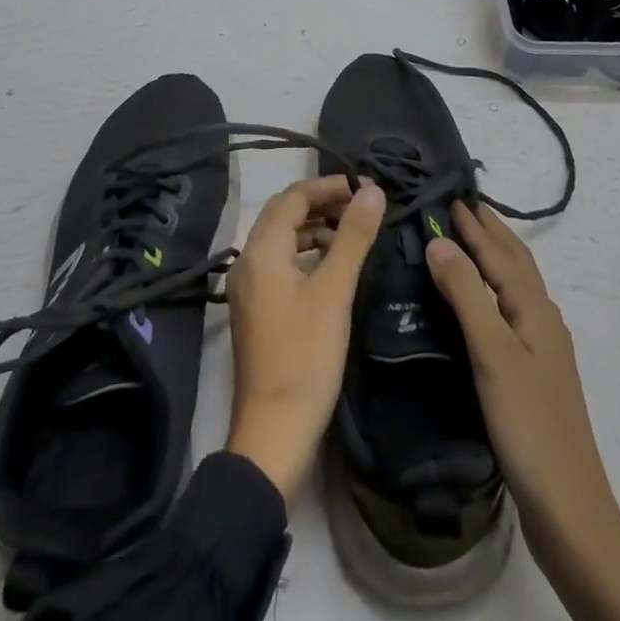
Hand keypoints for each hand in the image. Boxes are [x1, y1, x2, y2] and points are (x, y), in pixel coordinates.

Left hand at [224, 175, 384, 502]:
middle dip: (322, 204)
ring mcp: (248, 288)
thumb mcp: (334, 292)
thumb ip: (353, 237)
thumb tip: (372, 191)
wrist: (274, 434)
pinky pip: (280, 264)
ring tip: (352, 234)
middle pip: (284, 215)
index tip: (364, 188)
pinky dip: (306, 254)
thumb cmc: (305, 357)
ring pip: (282, 240)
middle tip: (361, 206)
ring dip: (314, 229)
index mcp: (261, 251)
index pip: (293, 197)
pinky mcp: (256, 310)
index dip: (328, 186)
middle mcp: (247, 262)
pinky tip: (332, 268)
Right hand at [428, 204, 619, 620]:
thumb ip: (466, 293)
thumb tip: (439, 239)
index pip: (499, 252)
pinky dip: (493, 288)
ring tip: (469, 239)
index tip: (449, 194)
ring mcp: (542, 347)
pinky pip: (510, 309)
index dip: (474, 224)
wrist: (569, 509)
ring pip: (515, 285)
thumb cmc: (529, 424)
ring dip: (494, 256)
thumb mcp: (492, 353)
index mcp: (534, 308)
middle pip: (516, 262)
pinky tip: (483, 302)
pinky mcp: (534, 373)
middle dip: (490, 230)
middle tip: (462, 204)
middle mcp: (542, 318)